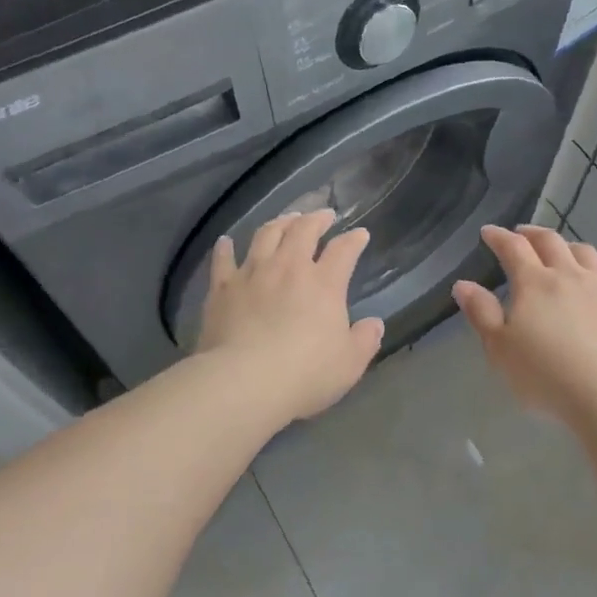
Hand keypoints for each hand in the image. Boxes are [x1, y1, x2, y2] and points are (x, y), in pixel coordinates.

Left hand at [195, 209, 384, 421]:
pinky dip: (226, 248)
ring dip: (279, 223)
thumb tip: (374, 324)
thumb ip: (365, 340)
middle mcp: (288, 268)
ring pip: (266, 235)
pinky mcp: (222, 288)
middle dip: (316, 219)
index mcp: (324, 284)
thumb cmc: (305, 374)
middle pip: (303, 231)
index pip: (344, 251)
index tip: (360, 234)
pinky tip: (226, 242)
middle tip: (323, 215)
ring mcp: (252, 274)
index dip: (354, 240)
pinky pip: (223, 260)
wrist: (244, 381)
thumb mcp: (349, 363)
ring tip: (286, 219)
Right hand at [452, 225, 596, 420]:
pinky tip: (595, 286)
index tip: (488, 232)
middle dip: (532, 234)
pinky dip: (595, 273)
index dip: (499, 237)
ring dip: (566, 247)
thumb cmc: (546, 375)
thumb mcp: (500, 349)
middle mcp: (570, 275)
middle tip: (521, 234)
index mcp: (534, 283)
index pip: (513, 247)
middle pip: (550, 242)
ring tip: (559, 253)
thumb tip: (463, 284)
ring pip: (584, 253)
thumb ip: (482, 313)